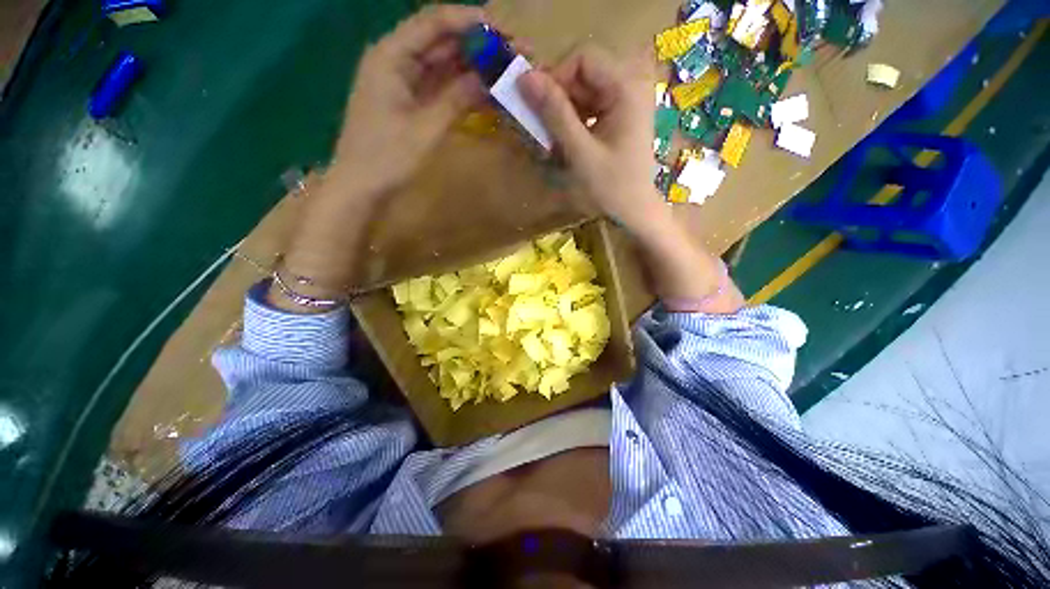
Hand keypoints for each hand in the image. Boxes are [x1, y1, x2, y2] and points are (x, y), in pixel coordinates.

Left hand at [328, 5, 487, 198]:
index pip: (434, 23)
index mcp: (391, 56)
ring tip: (506, 70)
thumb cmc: (387, 157)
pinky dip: (461, 89)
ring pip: (443, 65)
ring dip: (473, 67)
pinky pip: (439, 87)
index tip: (505, 29)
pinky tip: (485, 91)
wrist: (361, 187)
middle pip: (441, 42)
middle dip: (477, 45)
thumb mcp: (426, 128)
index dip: (470, 22)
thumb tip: (489, 78)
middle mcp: (395, 60)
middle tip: (513, 53)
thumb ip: (457, 99)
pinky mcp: (409, 102)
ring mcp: (402, 82)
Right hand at [517, 46, 665, 231]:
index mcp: (626, 88)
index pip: (583, 58)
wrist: (634, 211)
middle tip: (542, 126)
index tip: (539, 106)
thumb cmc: (611, 186)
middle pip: (583, 73)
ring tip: (552, 138)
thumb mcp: (580, 151)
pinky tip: (566, 141)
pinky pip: (589, 107)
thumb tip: (525, 78)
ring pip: (583, 91)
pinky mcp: (619, 116)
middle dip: (558, 97)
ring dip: (562, 111)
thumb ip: (554, 113)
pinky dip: (573, 120)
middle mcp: (629, 86)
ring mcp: (625, 101)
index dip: (556, 76)